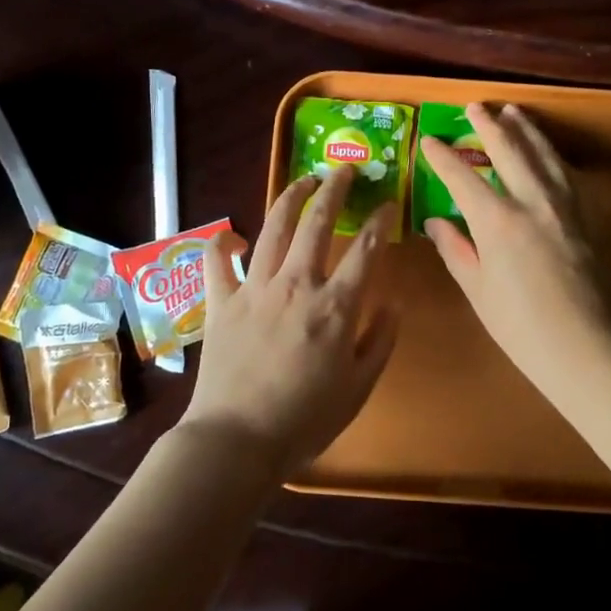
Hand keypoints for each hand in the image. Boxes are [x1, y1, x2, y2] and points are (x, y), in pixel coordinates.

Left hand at [181, 166, 399, 480]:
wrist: (237, 440)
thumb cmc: (305, 420)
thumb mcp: (359, 388)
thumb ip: (379, 340)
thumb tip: (393, 301)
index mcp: (335, 306)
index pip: (366, 249)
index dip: (380, 220)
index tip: (387, 203)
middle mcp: (296, 285)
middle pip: (317, 223)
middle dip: (333, 190)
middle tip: (342, 170)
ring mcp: (254, 289)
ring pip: (273, 228)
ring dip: (290, 198)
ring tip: (302, 180)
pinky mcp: (221, 302)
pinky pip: (217, 261)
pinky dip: (223, 242)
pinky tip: (233, 234)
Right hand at [420, 103, 610, 395]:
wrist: (585, 347)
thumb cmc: (520, 326)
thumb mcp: (477, 289)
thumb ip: (455, 249)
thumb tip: (435, 222)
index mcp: (498, 221)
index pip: (462, 177)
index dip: (442, 156)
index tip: (429, 140)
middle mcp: (532, 201)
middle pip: (510, 150)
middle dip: (490, 125)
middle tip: (475, 107)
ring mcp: (565, 206)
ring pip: (544, 154)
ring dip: (527, 130)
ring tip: (515, 113)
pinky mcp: (586, 217)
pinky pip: (567, 174)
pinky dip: (553, 156)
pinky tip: (548, 153)